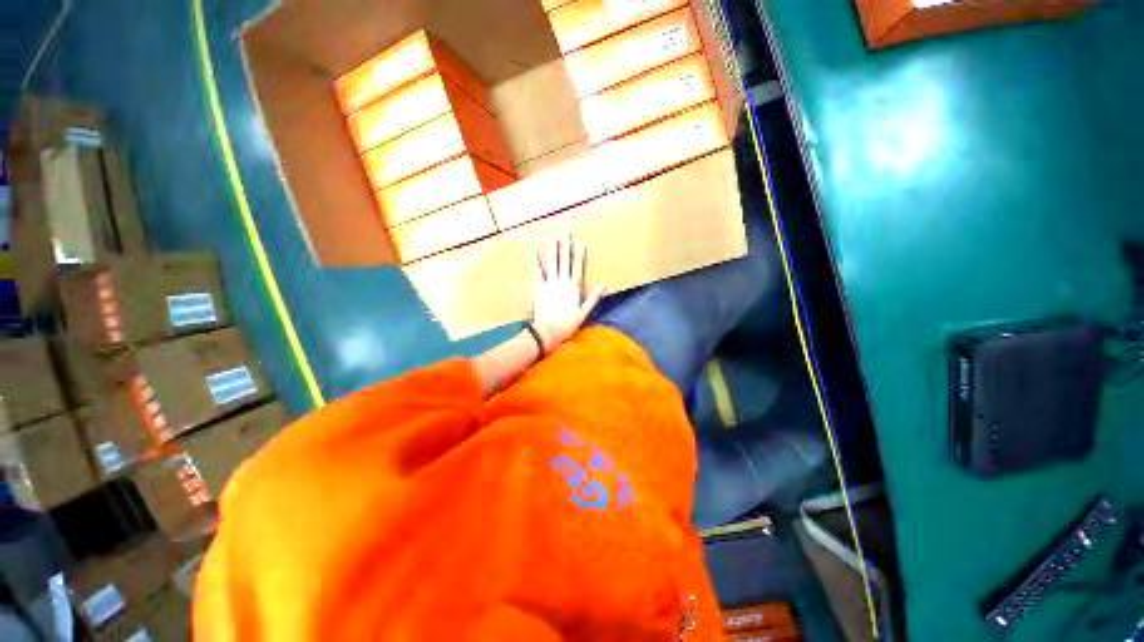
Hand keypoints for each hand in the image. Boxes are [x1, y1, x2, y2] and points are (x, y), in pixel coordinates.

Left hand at [531, 233, 604, 353]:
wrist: (549, 331)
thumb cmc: (568, 324)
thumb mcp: (584, 312)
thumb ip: (593, 298)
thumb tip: (603, 286)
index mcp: (573, 287)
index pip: (577, 267)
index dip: (580, 254)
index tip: (581, 242)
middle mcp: (562, 282)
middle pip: (564, 260)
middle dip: (565, 244)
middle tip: (565, 230)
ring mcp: (549, 284)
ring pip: (551, 263)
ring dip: (551, 249)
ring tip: (551, 236)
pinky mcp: (539, 288)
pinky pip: (537, 272)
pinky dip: (536, 262)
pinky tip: (534, 251)